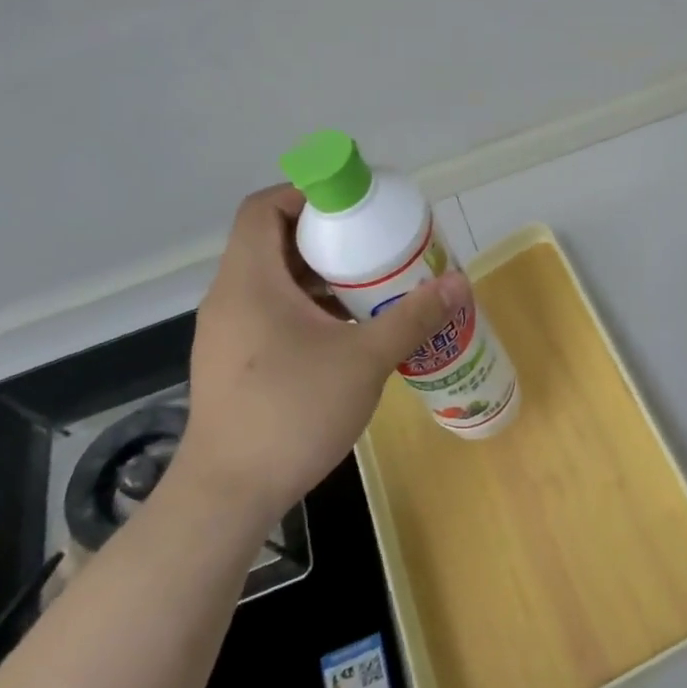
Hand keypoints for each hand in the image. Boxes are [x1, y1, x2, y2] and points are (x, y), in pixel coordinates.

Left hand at [179, 184, 469, 521]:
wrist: (228, 494)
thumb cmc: (292, 412)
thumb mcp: (364, 360)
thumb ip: (412, 318)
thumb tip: (459, 283)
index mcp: (250, 280)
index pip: (263, 207)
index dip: (306, 193)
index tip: (352, 205)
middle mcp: (230, 297)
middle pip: (271, 241)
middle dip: (325, 237)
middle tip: (374, 245)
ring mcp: (227, 333)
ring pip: (273, 281)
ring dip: (318, 276)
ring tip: (368, 287)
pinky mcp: (233, 363)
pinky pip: (270, 313)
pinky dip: (306, 308)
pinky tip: (345, 333)